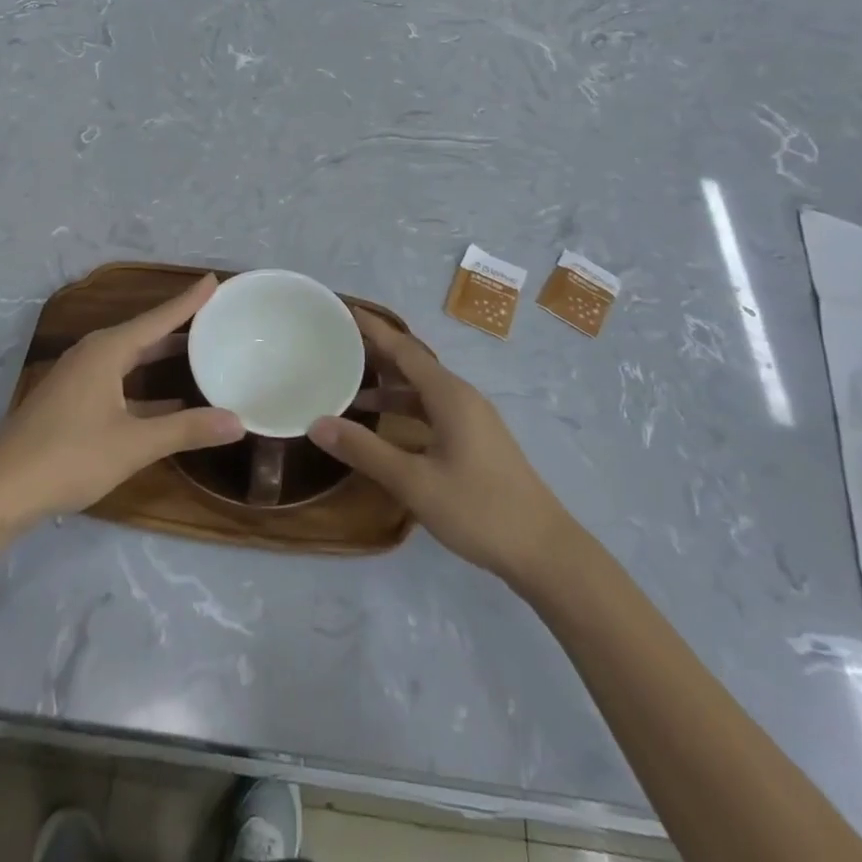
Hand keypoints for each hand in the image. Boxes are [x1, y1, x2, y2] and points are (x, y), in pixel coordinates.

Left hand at [0, 275, 243, 525]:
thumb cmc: (69, 456)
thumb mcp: (134, 444)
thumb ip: (187, 430)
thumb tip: (239, 422)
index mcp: (107, 350)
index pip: (159, 317)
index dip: (189, 300)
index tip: (214, 280)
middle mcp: (93, 354)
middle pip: (144, 333)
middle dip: (178, 326)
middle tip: (214, 317)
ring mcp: (78, 378)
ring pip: (130, 358)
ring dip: (161, 356)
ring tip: (197, 352)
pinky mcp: (71, 401)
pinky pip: (118, 379)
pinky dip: (144, 384)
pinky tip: (167, 402)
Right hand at [311, 310, 575, 586]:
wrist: (544, 550)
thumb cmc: (479, 509)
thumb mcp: (414, 482)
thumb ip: (365, 451)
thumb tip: (317, 422)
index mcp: (449, 395)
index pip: (404, 349)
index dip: (374, 329)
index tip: (344, 310)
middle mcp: (461, 397)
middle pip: (413, 364)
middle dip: (377, 353)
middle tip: (338, 346)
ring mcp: (472, 419)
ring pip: (423, 390)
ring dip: (389, 386)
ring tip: (350, 389)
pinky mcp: (476, 440)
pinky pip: (433, 409)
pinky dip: (405, 409)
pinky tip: (386, 428)